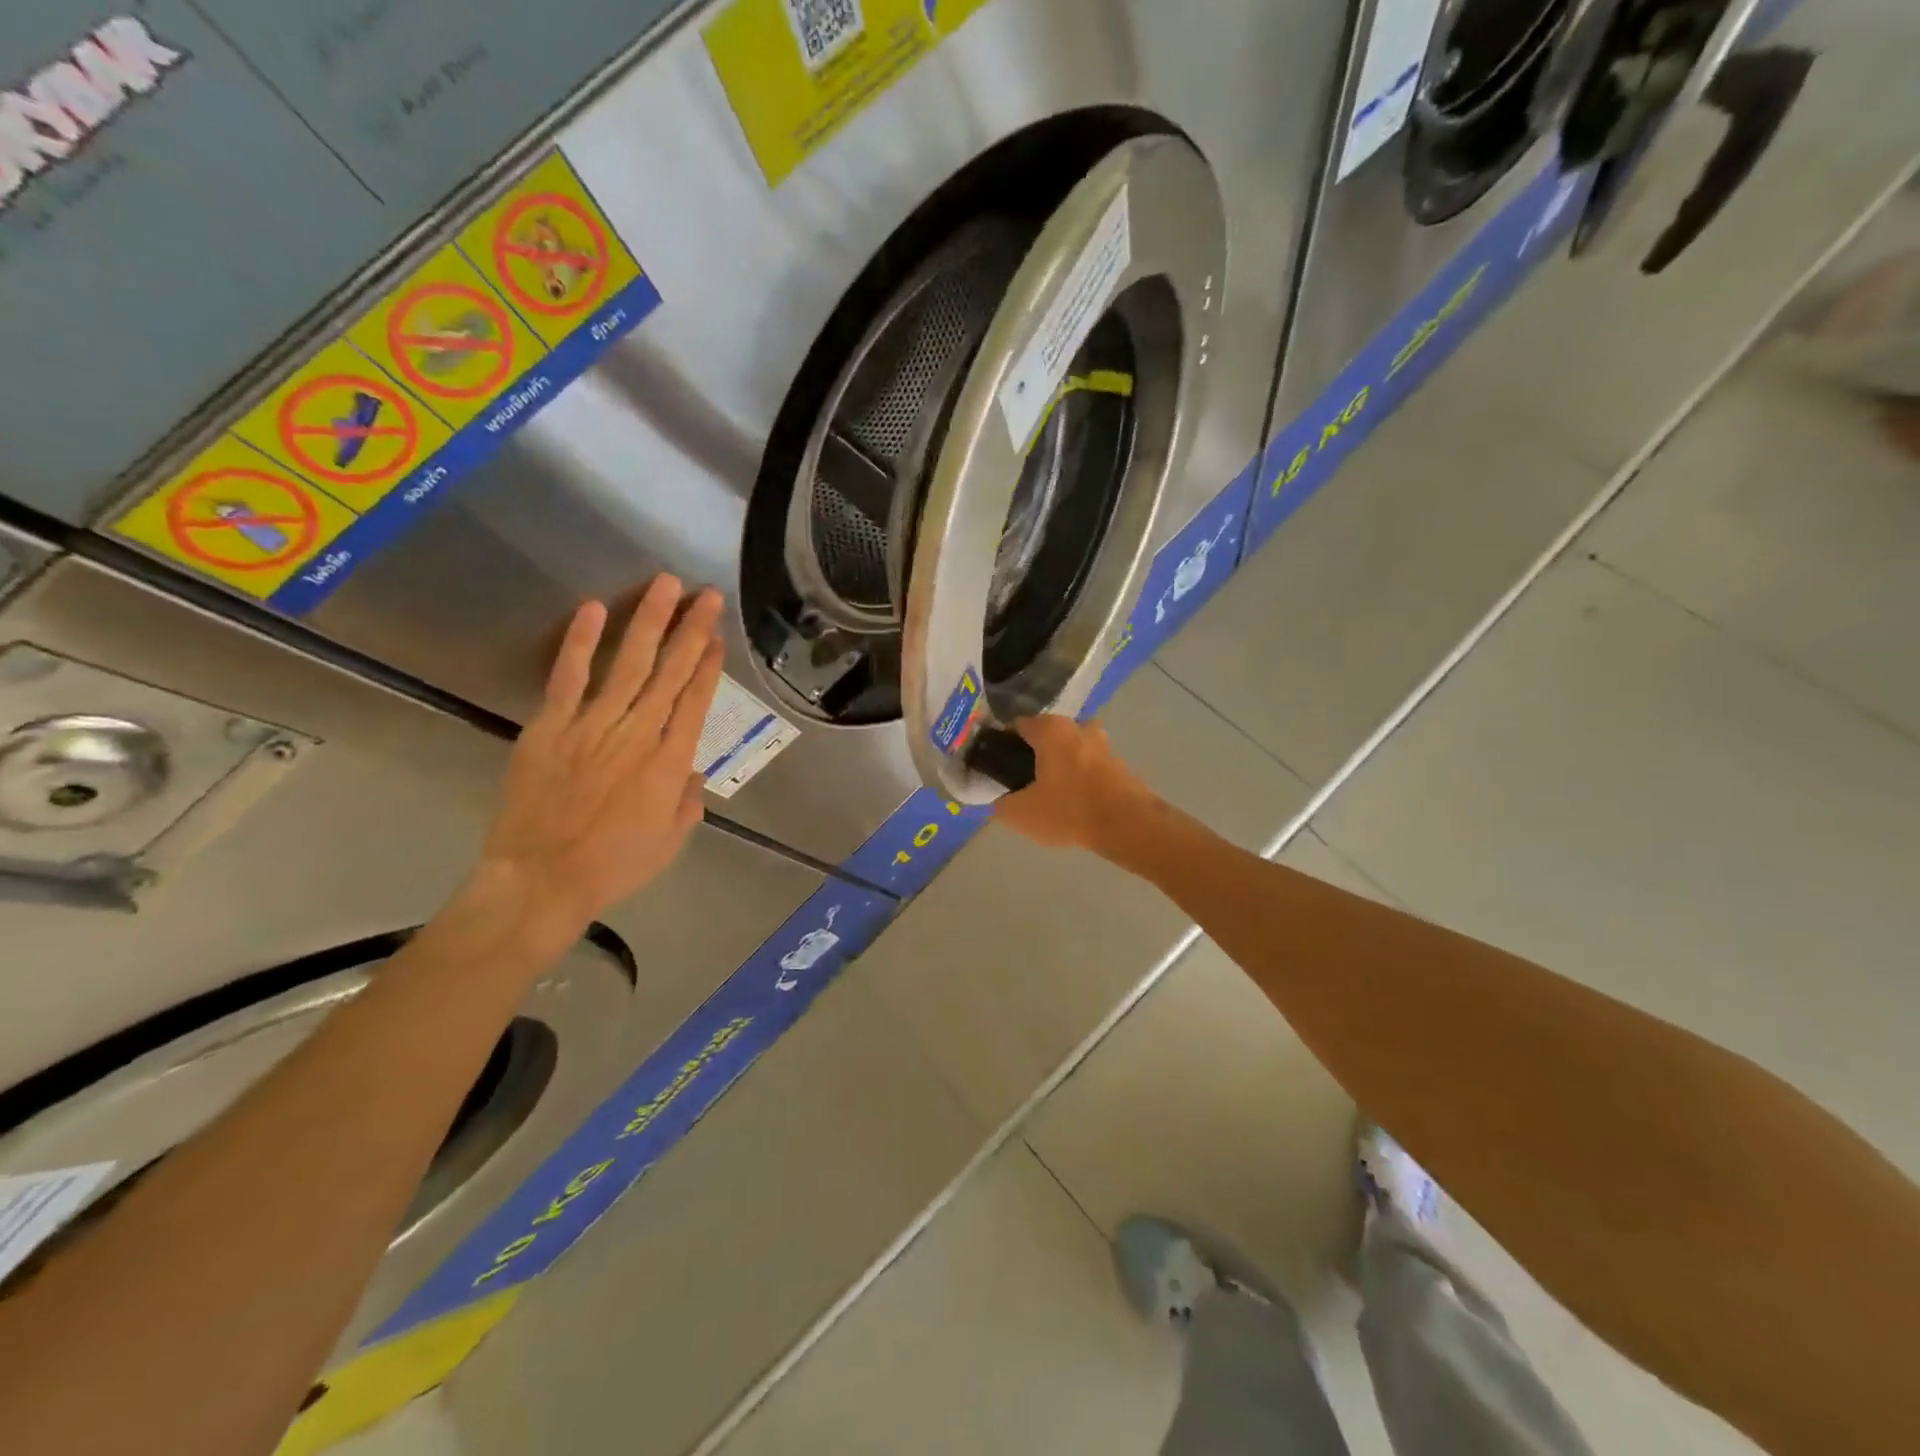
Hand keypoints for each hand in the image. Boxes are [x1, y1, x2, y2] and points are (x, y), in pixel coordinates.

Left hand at [477, 576, 725, 936]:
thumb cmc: (614, 866)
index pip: (695, 701)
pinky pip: (569, 677)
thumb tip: (690, 770)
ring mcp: (592, 725)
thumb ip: (687, 800)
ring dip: (649, 622)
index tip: (717, 636)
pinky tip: (594, 608)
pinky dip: (581, 642)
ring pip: (629, 664)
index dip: (708, 665)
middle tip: (705, 595)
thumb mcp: (671, 842)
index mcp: (670, 763)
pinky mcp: (550, 726)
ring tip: (666, 585)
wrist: (541, 880)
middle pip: (670, 673)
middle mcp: (638, 734)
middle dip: (691, 630)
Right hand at [992, 715, 1159, 851]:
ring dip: (1060, 766)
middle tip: (1025, 784)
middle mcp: (1078, 726)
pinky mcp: (1120, 763)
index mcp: (1051, 729)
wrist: (1128, 825)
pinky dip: (1080, 778)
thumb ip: (1001, 804)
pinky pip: (1090, 765)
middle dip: (1035, 756)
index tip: (1000, 769)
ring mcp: (1103, 743)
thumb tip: (998, 801)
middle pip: (1046, 737)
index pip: (1017, 727)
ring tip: (1051, 795)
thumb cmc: (1069, 810)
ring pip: (1070, 750)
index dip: (1004, 746)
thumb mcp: (1021, 814)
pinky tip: (1075, 802)